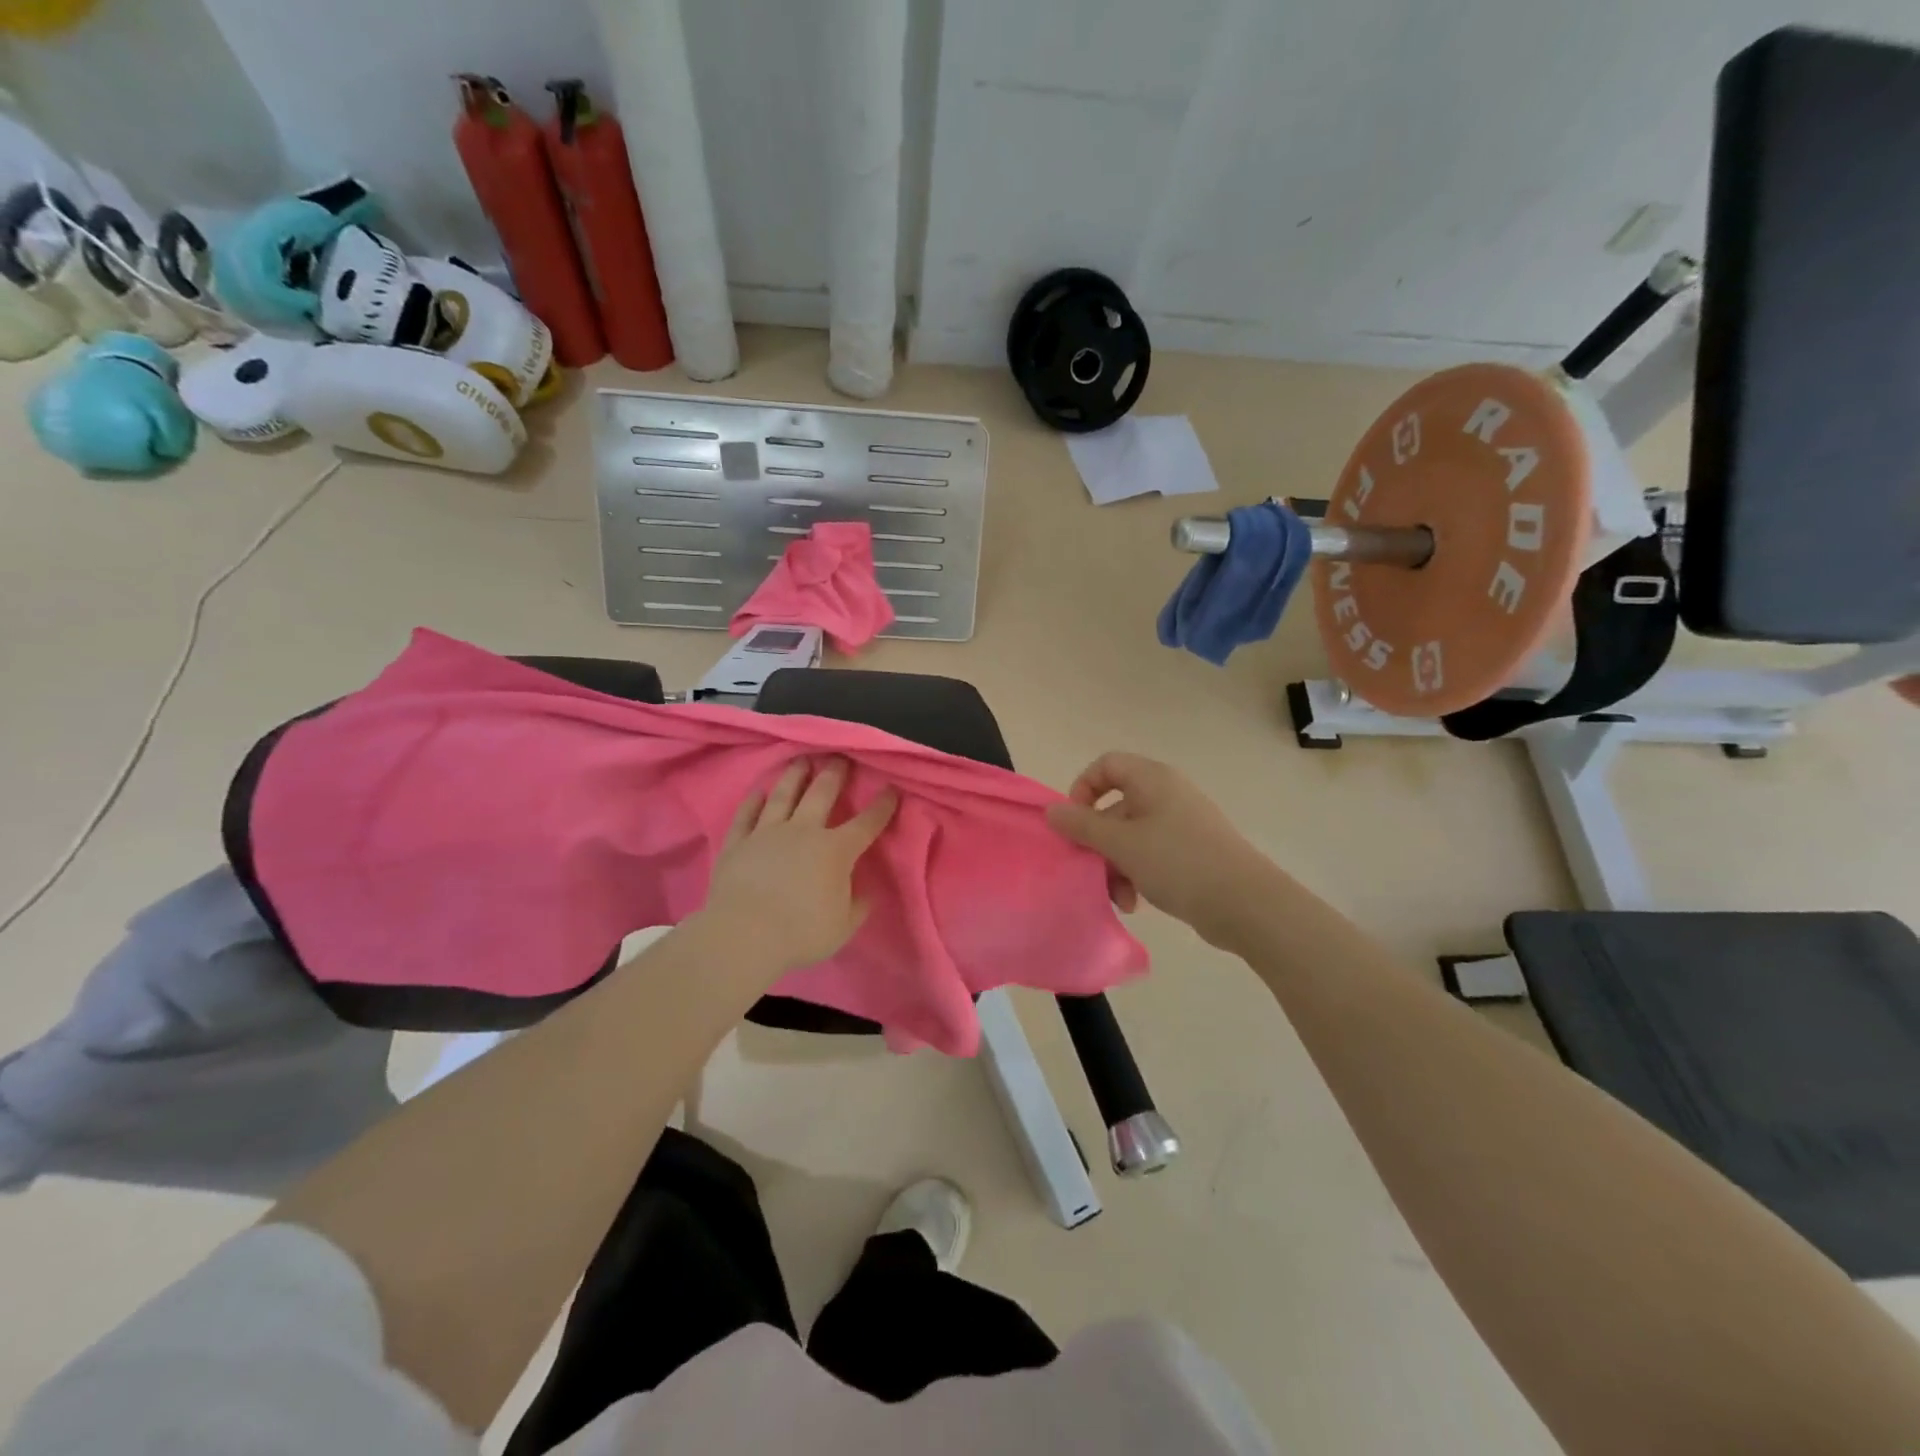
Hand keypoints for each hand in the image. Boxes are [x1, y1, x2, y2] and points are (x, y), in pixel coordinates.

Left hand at [700, 758, 896, 974]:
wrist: (744, 934)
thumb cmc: (801, 932)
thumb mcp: (843, 927)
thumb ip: (857, 906)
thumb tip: (865, 892)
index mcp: (835, 851)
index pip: (866, 823)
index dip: (881, 806)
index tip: (891, 788)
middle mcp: (803, 831)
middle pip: (821, 794)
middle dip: (834, 774)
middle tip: (840, 757)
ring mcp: (767, 833)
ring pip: (783, 796)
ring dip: (795, 776)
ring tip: (801, 760)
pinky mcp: (738, 843)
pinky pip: (746, 816)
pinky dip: (752, 802)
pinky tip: (758, 791)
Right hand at [1046, 752, 1272, 946]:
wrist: (1245, 903)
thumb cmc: (1178, 862)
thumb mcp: (1121, 844)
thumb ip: (1082, 826)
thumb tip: (1051, 810)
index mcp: (1152, 780)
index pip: (1106, 765)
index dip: (1083, 788)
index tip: (1075, 822)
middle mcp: (1167, 795)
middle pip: (1115, 806)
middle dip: (1098, 842)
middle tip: (1090, 868)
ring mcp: (1181, 824)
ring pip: (1131, 837)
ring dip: (1116, 865)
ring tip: (1119, 897)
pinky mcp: (1191, 852)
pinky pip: (1151, 855)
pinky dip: (1137, 874)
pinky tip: (1136, 902)